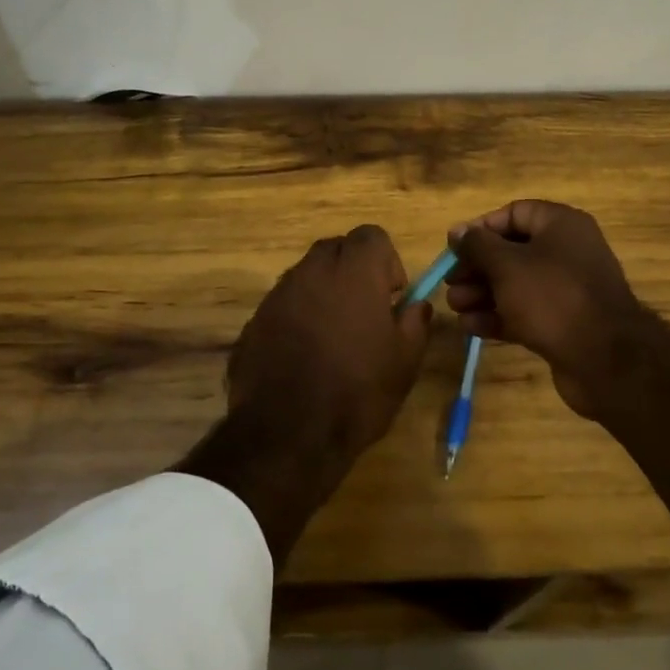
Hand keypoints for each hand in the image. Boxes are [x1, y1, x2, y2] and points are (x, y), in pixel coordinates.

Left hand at [226, 224, 432, 465]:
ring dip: (324, 293)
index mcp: (354, 271)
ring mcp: (278, 294)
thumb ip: (415, 322)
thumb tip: (415, 305)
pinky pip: (284, 304)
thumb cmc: (358, 392)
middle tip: (365, 312)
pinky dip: (298, 317)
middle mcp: (312, 270)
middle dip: (353, 271)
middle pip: (336, 249)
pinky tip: (304, 356)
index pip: (372, 235)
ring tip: (334, 338)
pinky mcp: (254, 320)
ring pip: (307, 275)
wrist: (287, 434)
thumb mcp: (404, 361)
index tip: (391, 296)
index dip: (386, 261)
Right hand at [446, 200, 651, 420]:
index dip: (481, 229)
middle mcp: (566, 251)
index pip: (514, 213)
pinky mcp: (564, 322)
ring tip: (455, 307)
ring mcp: (567, 289)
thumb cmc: (552, 297)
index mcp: (560, 225)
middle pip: (511, 251)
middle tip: (450, 283)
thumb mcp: (506, 265)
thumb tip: (457, 230)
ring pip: (515, 284)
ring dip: (482, 294)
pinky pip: (525, 311)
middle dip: (477, 268)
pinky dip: (499, 316)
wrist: (605, 360)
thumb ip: (477, 245)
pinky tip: (471, 327)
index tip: (455, 248)